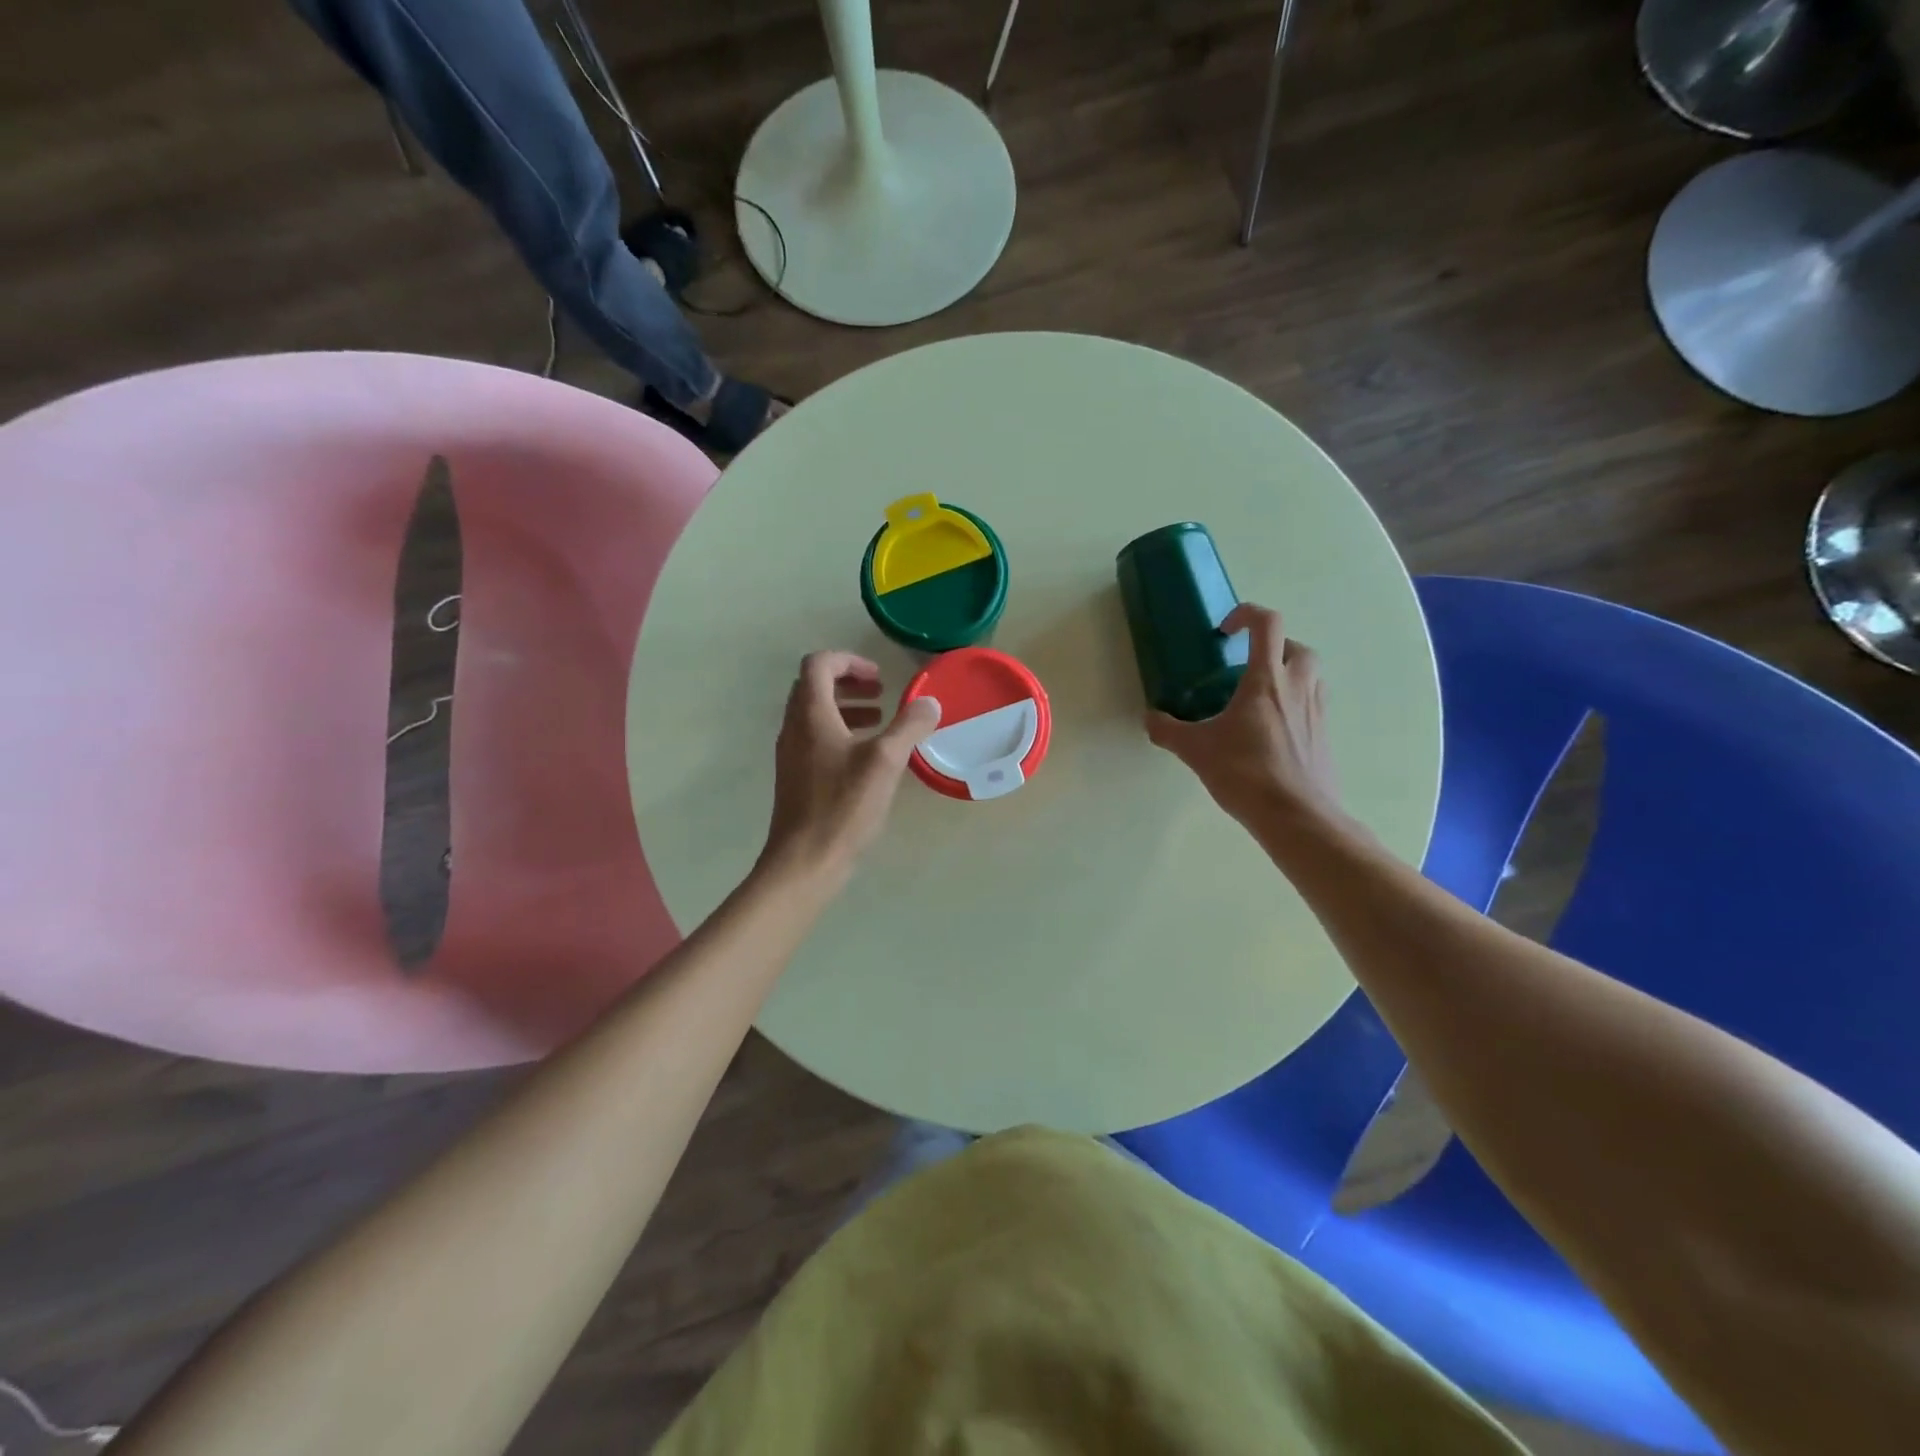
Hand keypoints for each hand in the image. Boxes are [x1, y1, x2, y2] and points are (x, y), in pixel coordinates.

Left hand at [761, 652, 940, 885]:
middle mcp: (794, 728)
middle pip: (814, 686)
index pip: (819, 664)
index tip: (879, 677)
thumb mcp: (885, 762)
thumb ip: (909, 727)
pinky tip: (866, 758)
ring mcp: (791, 754)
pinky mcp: (796, 777)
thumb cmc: (843, 806)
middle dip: (848, 682)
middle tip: (880, 694)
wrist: (804, 861)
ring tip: (879, 722)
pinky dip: (839, 733)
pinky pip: (815, 739)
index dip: (849, 661)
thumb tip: (930, 703)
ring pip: (814, 714)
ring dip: (845, 708)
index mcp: (811, 715)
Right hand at [1145, 603, 1350, 848]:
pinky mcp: (1324, 736)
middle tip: (1246, 667)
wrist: (1296, 815)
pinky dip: (1295, 704)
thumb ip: (1168, 730)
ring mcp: (1316, 711)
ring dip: (1288, 673)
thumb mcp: (1196, 750)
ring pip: (1311, 675)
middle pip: (1296, 646)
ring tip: (1260, 697)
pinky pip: (1313, 705)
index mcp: (1267, 680)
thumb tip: (1150, 719)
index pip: (1267, 624)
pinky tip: (1271, 730)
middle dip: (1273, 647)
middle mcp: (1298, 687)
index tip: (1224, 632)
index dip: (1246, 615)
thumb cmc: (1245, 773)